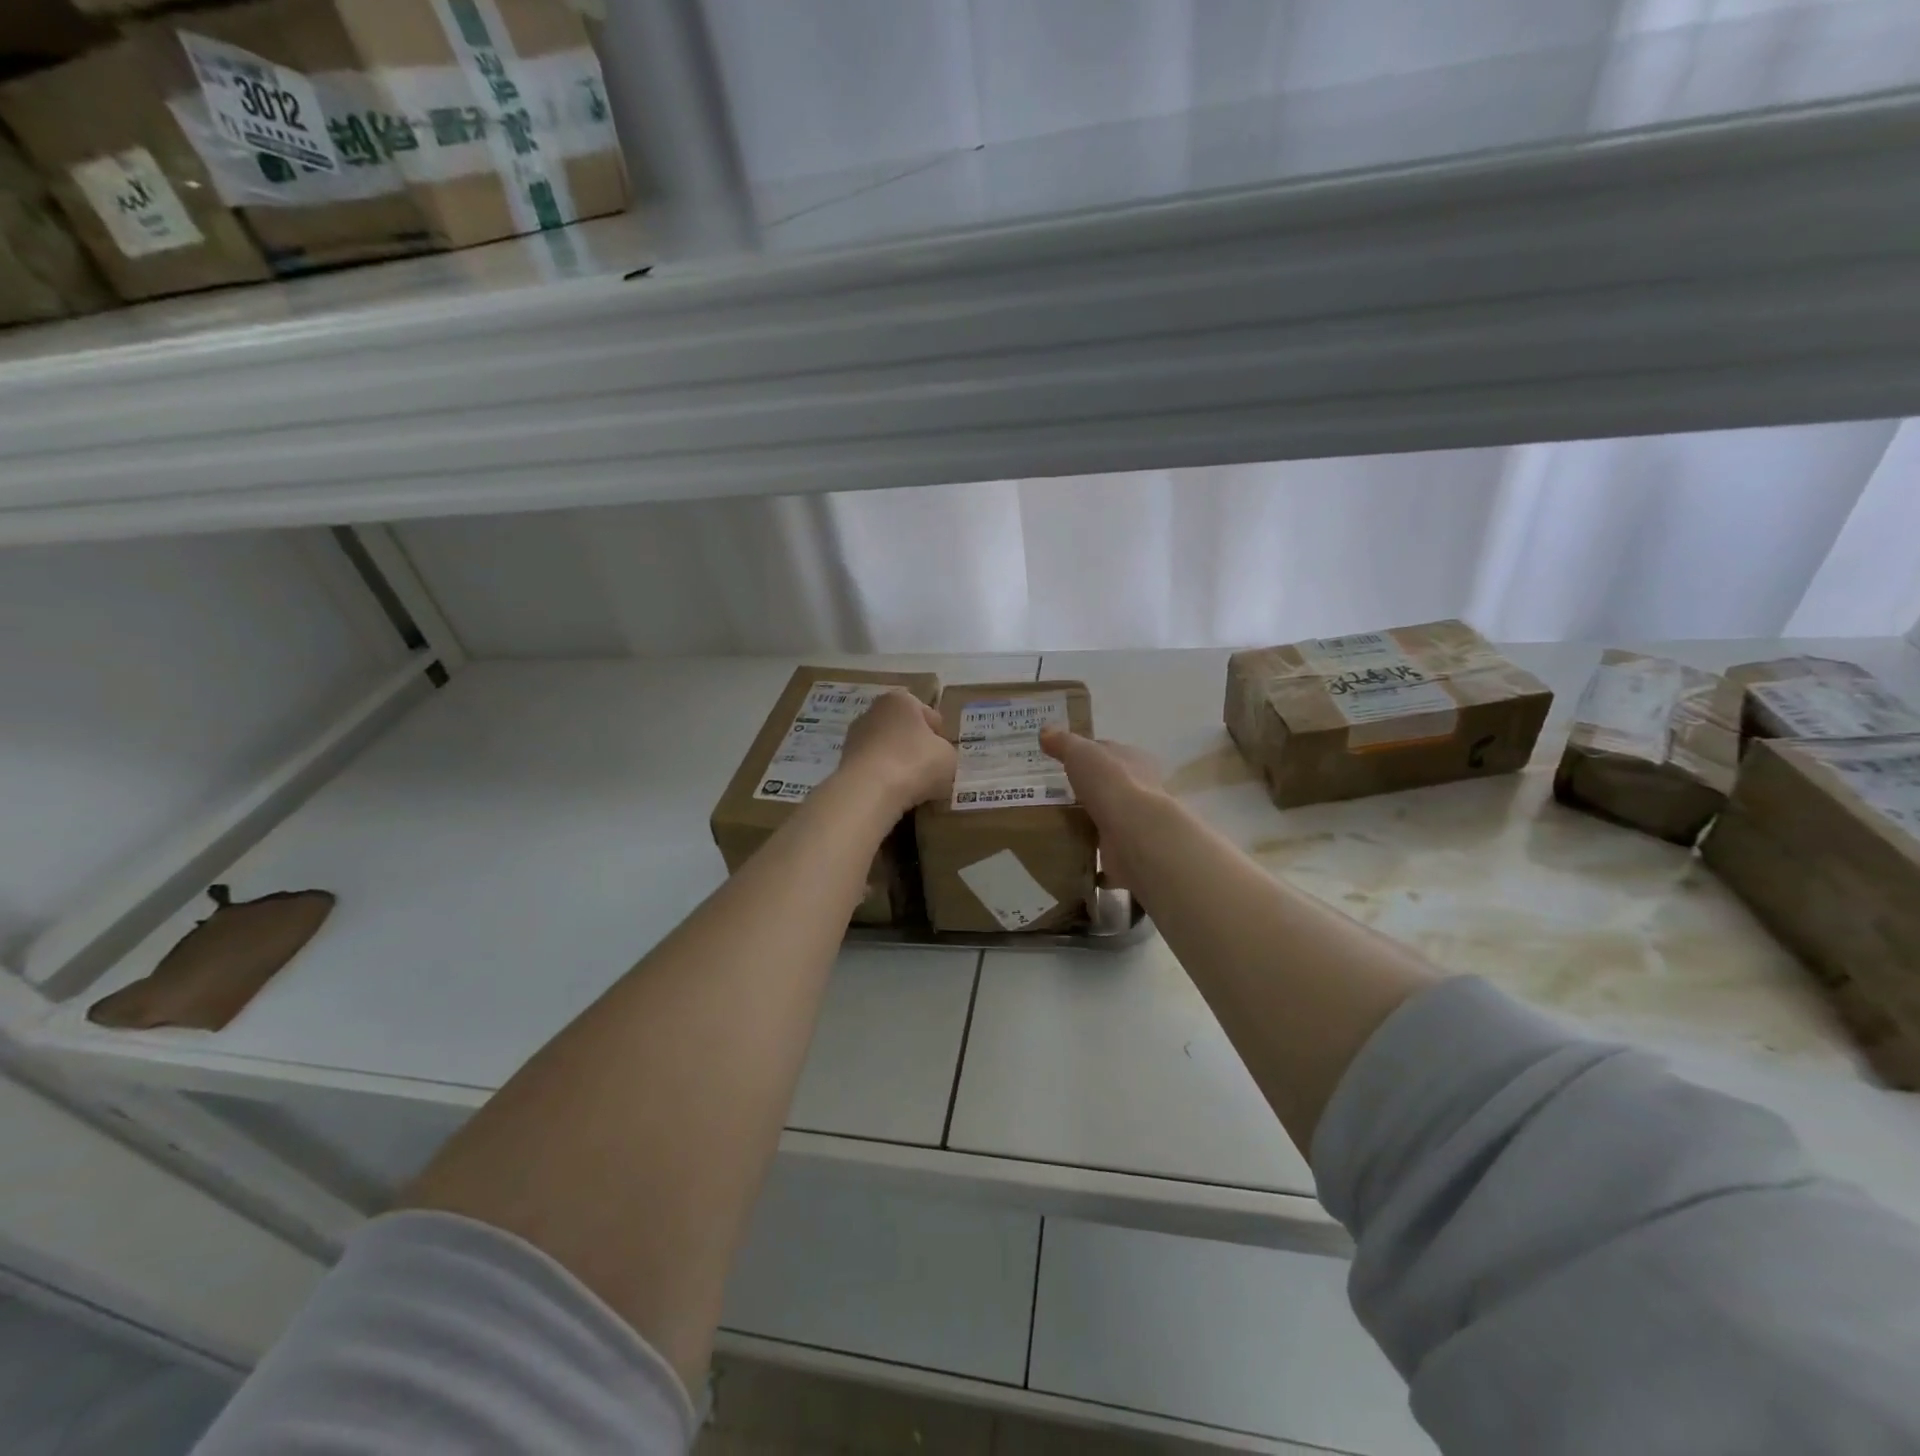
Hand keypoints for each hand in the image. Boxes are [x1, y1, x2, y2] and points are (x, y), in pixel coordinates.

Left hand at [840, 692, 956, 814]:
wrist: (869, 792)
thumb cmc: (915, 763)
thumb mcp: (948, 756)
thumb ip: (945, 751)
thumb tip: (935, 756)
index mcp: (901, 700)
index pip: (930, 716)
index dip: (940, 737)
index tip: (944, 756)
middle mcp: (874, 711)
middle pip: (904, 730)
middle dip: (916, 747)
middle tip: (930, 771)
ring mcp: (855, 736)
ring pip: (887, 749)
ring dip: (898, 763)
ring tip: (911, 787)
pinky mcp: (844, 761)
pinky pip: (873, 767)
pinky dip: (882, 777)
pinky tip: (892, 794)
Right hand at [1039, 730, 1162, 889]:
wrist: (1135, 833)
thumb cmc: (1111, 783)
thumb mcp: (1081, 752)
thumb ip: (1064, 743)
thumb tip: (1045, 730)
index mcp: (1133, 760)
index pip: (1108, 752)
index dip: (1087, 754)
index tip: (1061, 762)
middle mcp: (1140, 790)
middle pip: (1109, 787)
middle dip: (1086, 791)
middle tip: (1053, 796)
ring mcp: (1135, 824)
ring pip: (1108, 821)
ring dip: (1089, 824)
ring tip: (1056, 827)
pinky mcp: (1128, 854)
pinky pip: (1106, 856)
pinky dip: (1093, 859)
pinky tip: (1071, 859)